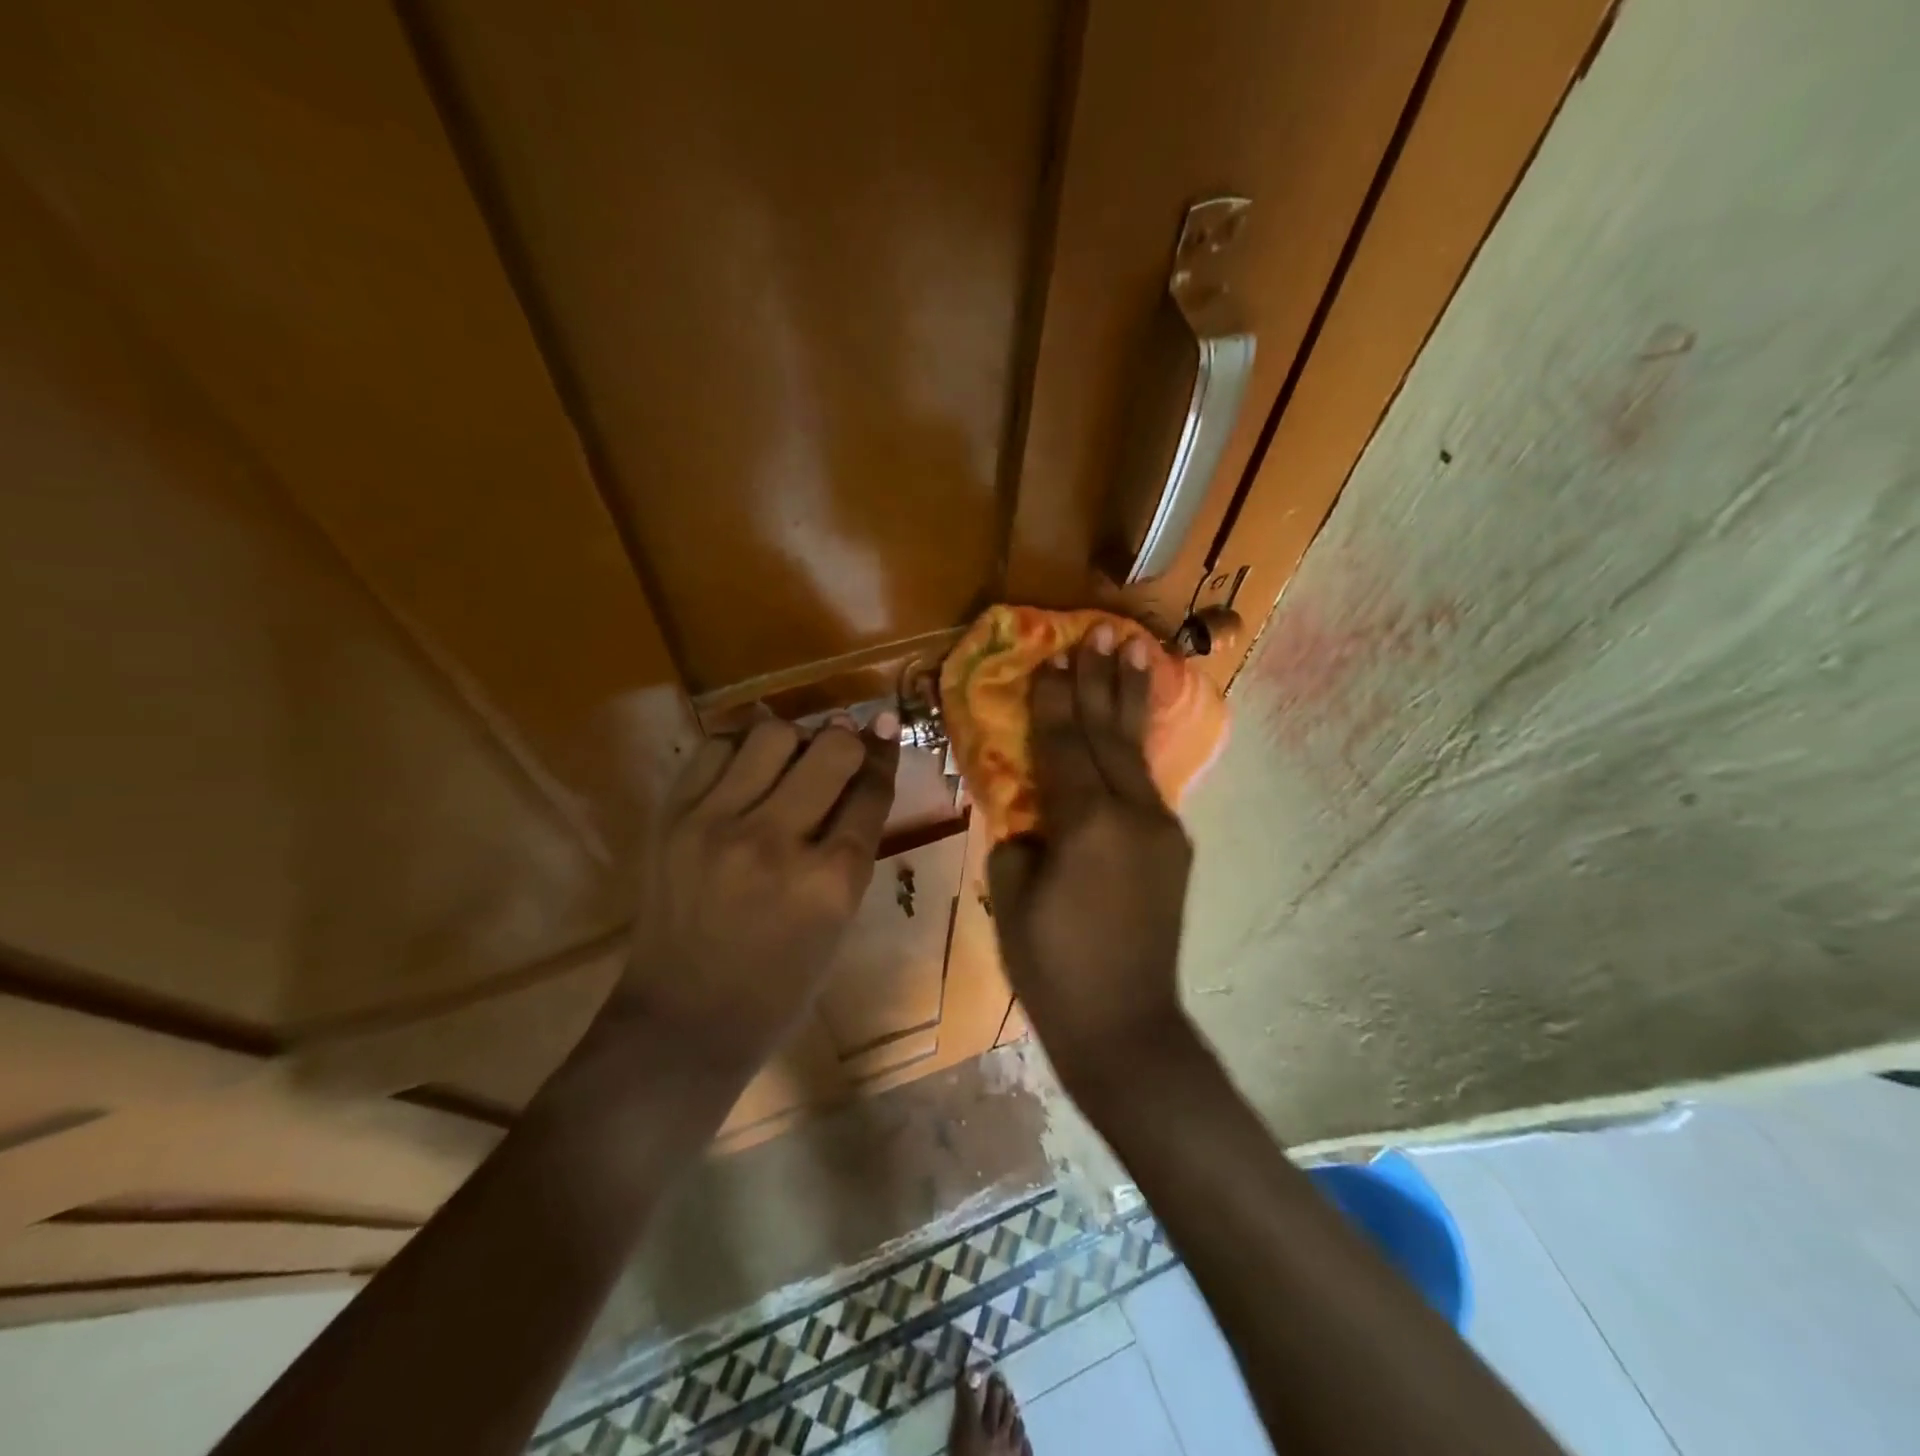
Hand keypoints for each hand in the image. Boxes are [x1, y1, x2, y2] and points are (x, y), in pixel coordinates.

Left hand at [609, 711, 899, 1083]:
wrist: (683, 1020)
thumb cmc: (780, 985)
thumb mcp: (839, 921)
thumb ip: (853, 846)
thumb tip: (863, 773)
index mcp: (830, 882)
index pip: (870, 791)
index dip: (884, 755)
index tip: (886, 731)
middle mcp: (776, 842)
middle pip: (831, 749)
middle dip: (848, 742)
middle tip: (842, 750)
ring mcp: (717, 825)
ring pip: (772, 734)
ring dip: (794, 740)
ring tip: (791, 761)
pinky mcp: (672, 818)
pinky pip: (716, 748)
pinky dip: (740, 749)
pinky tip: (747, 770)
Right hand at [987, 629, 1192, 1090]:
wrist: (1126, 1026)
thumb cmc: (1054, 969)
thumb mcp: (1012, 899)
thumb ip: (1020, 840)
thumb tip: (1033, 817)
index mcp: (1085, 824)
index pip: (1062, 744)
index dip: (1052, 699)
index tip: (1049, 656)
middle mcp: (1130, 813)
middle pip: (1107, 734)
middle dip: (1098, 681)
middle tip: (1097, 632)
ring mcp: (1160, 828)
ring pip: (1137, 750)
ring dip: (1131, 698)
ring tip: (1134, 648)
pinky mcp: (1173, 847)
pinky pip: (1149, 782)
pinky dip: (1138, 744)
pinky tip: (1136, 722)